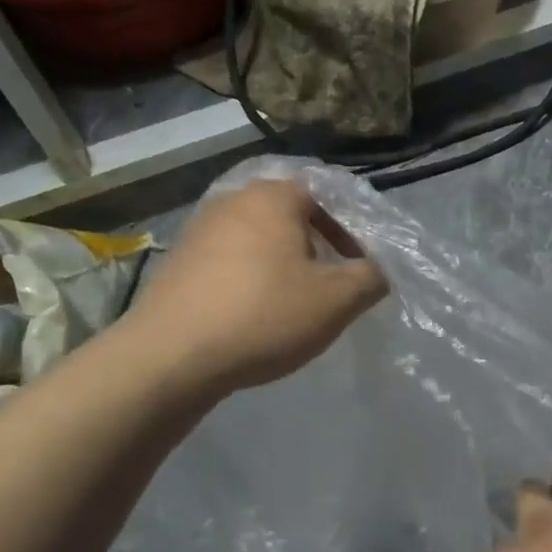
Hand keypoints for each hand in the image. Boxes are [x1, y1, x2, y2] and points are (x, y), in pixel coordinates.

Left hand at [127, 179, 389, 394]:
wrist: (172, 355)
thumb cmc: (264, 315)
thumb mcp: (336, 301)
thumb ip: (369, 278)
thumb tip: (378, 271)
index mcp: (273, 197)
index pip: (324, 195)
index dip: (349, 230)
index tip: (358, 266)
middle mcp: (232, 200)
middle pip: (289, 216)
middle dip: (315, 248)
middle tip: (329, 285)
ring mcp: (199, 230)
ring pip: (258, 239)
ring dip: (282, 265)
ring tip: (292, 304)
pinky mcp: (178, 262)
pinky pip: (229, 261)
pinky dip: (250, 280)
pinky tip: (252, 315)